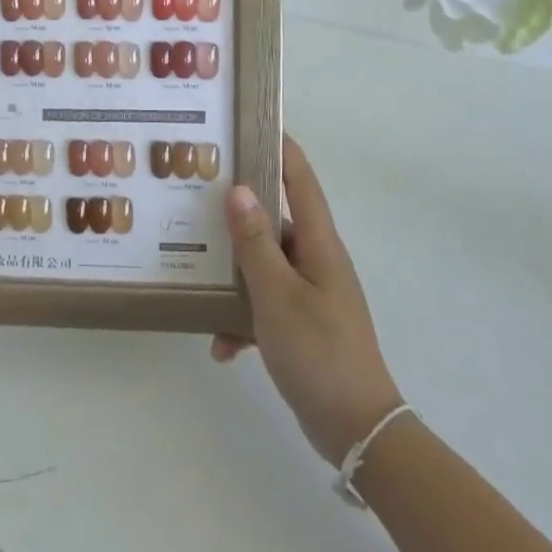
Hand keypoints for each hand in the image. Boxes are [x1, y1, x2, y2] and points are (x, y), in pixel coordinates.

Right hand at [214, 136, 403, 466]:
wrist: (356, 428)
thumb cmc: (318, 351)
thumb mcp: (277, 294)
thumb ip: (256, 242)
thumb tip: (240, 189)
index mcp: (319, 244)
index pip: (301, 181)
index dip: (281, 148)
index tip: (254, 122)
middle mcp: (317, 260)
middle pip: (275, 221)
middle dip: (239, 213)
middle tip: (197, 198)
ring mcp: (310, 293)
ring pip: (264, 267)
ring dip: (234, 276)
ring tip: (195, 278)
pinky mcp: (302, 324)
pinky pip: (265, 307)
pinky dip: (242, 320)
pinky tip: (220, 347)